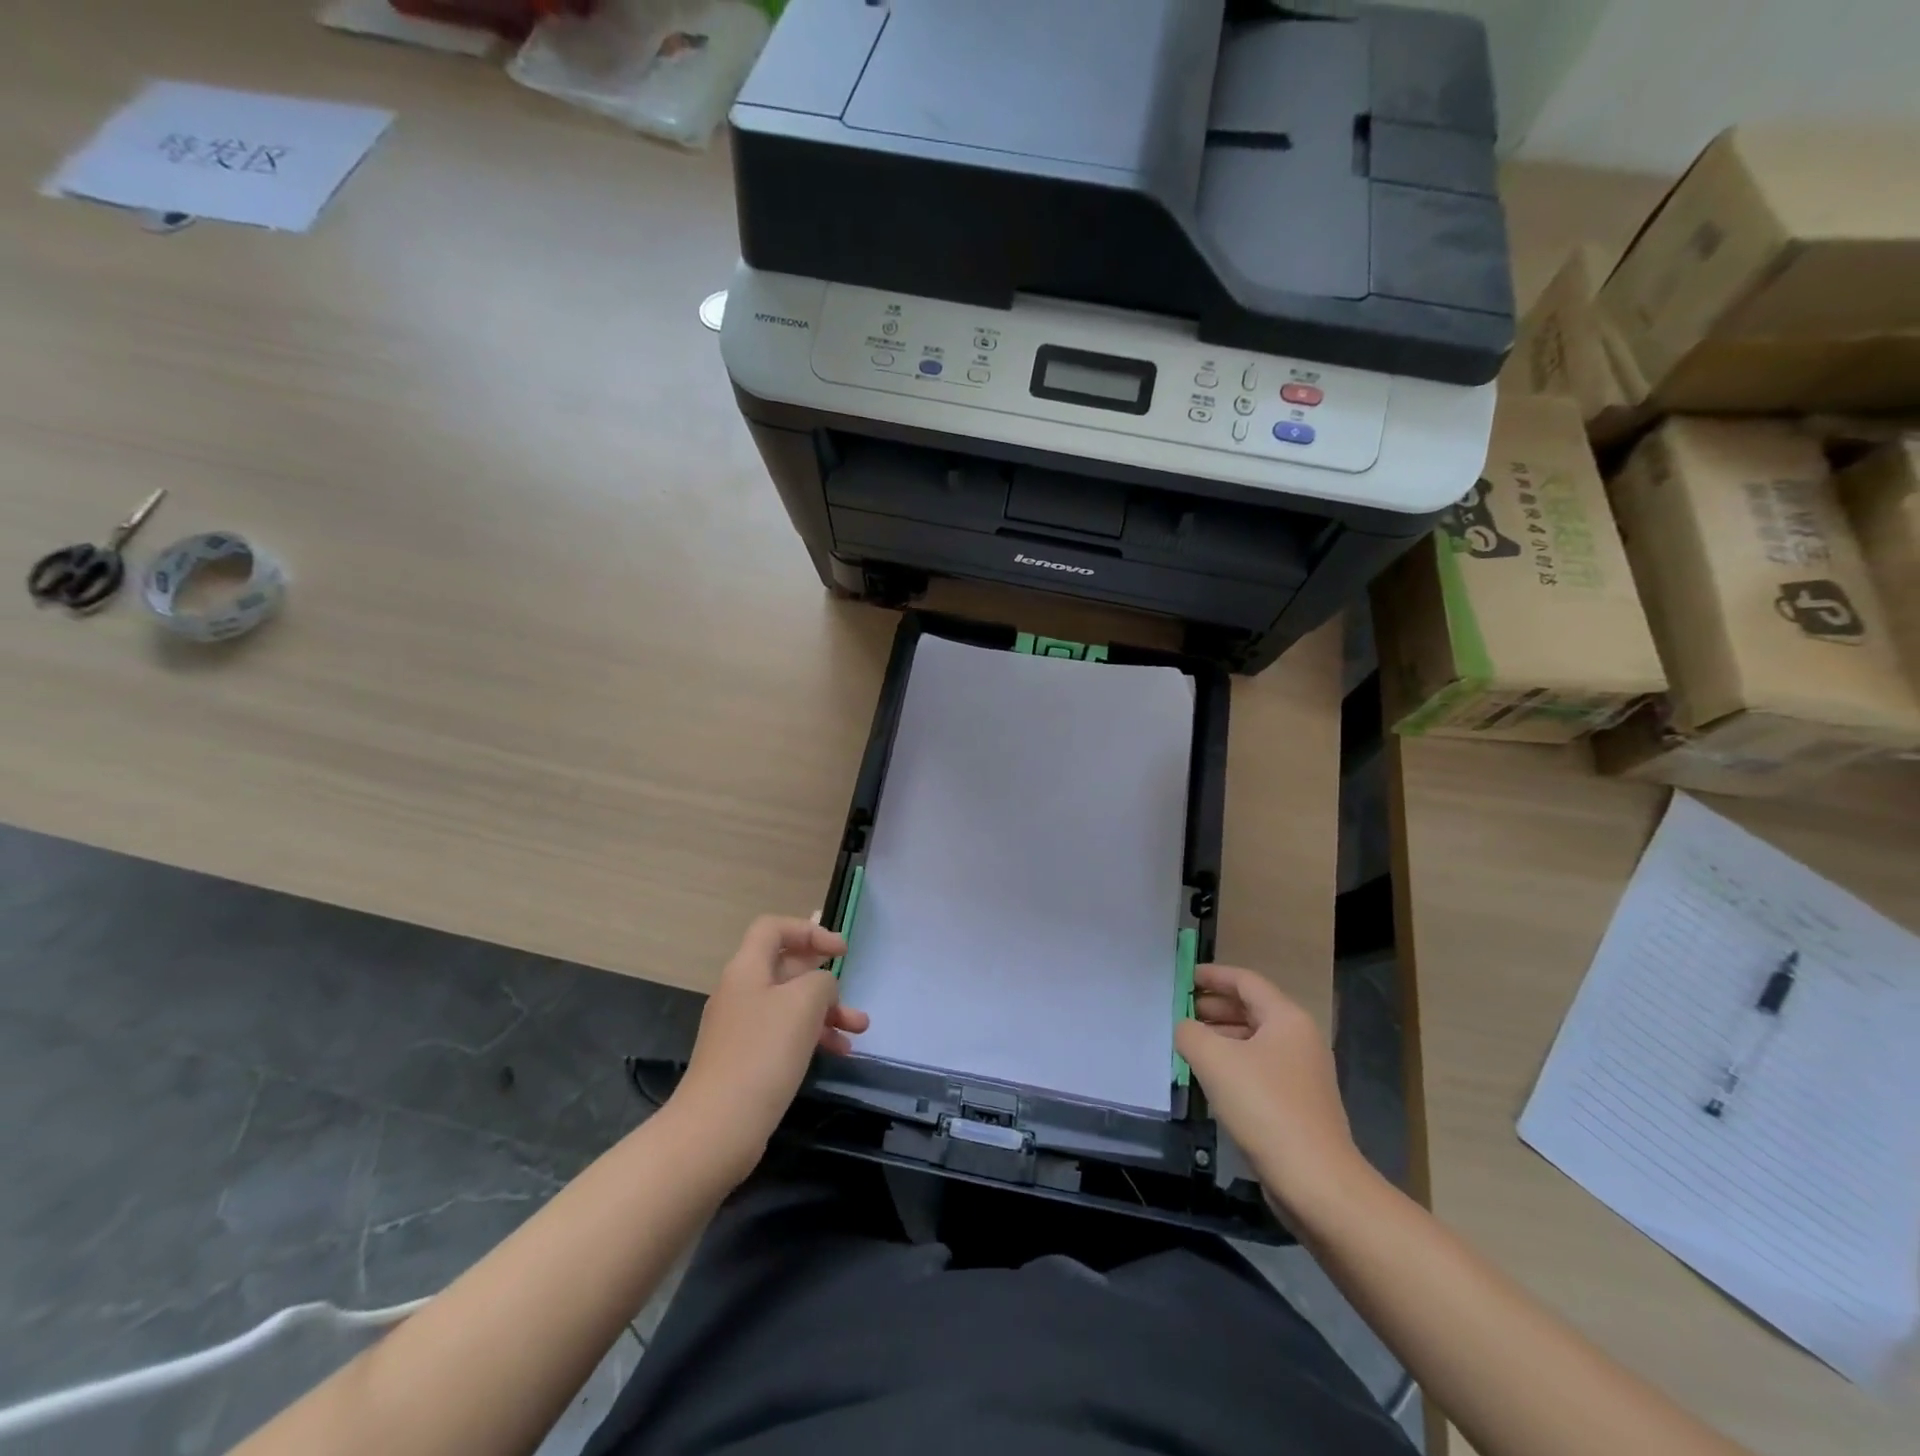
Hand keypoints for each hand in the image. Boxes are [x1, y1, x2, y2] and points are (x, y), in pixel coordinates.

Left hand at [673, 916, 869, 1179]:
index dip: (808, 930)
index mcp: (747, 969)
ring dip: (826, 1012)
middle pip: (785, 967)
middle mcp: (740, 991)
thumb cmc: (763, 1053)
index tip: (840, 951)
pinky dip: (811, 1037)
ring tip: (859, 1029)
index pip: (773, 928)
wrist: (716, 1129)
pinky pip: (784, 1034)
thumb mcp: (804, 1003)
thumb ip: (822, 981)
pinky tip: (838, 1052)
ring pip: (790, 1005)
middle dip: (824, 978)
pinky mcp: (745, 1060)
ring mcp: (741, 1028)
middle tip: (851, 992)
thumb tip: (821, 988)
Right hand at [1175, 964, 1372, 1218]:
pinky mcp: (1298, 1104)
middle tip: (1181, 1011)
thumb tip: (1186, 1029)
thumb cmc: (1265, 1107)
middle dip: (1214, 1007)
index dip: (1213, 976)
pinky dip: (1233, 1064)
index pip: (1246, 981)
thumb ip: (1191, 1033)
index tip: (1185, 977)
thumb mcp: (1214, 1060)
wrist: (1316, 1182)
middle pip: (1252, 1009)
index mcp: (1286, 1018)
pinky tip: (1210, 1079)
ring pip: (1255, 1040)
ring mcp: (1302, 1073)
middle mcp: (1299, 1039)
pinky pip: (1259, 1069)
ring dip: (1221, 1036)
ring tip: (1188, 1044)